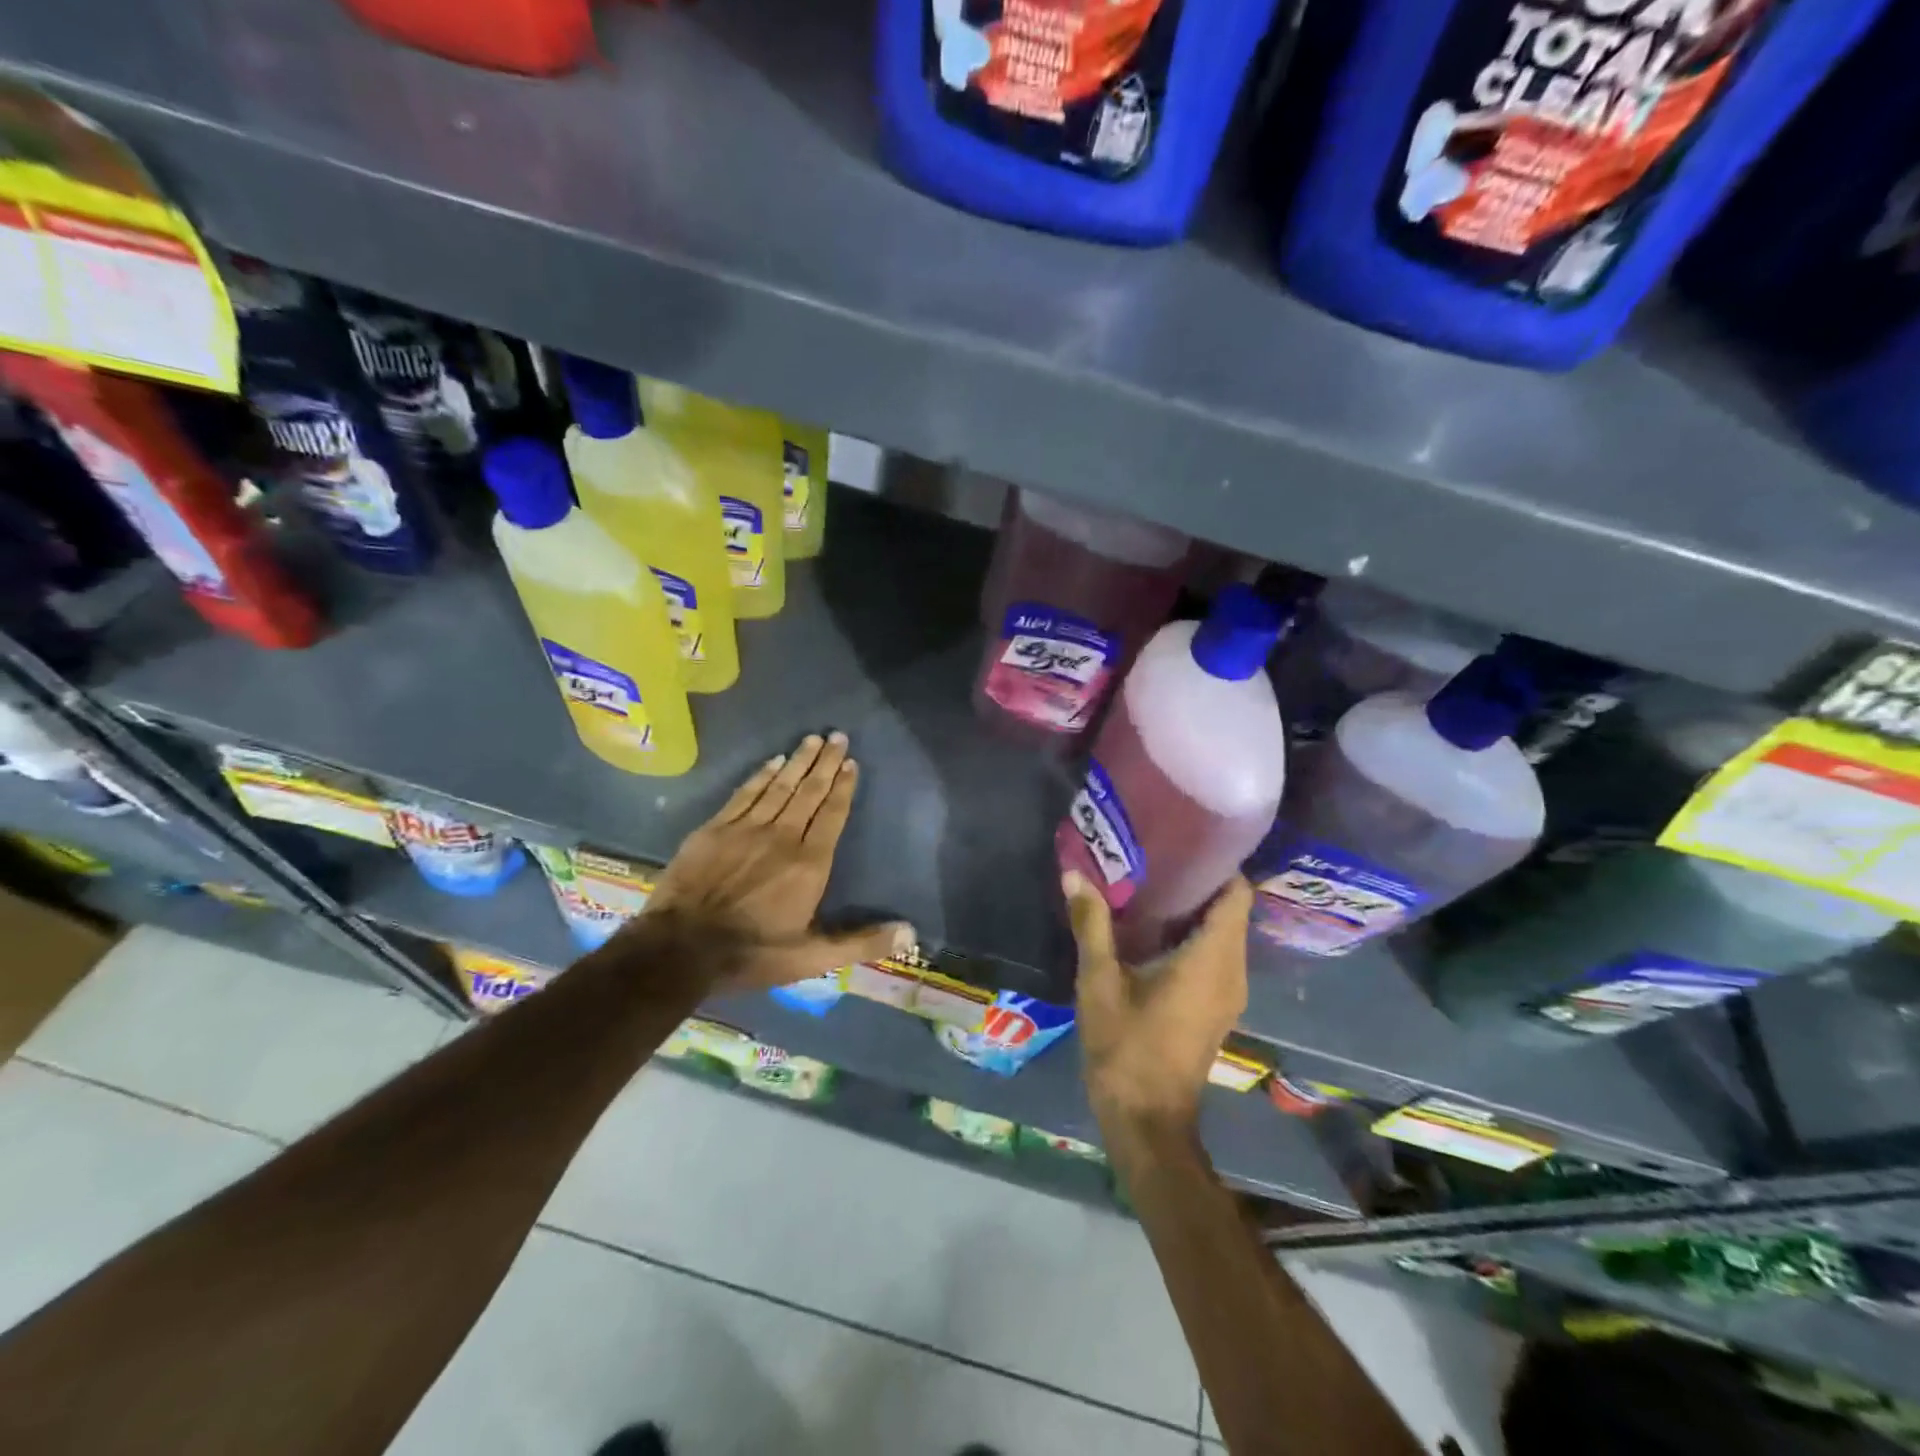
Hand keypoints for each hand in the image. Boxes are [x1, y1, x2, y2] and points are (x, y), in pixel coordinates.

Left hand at [638, 732, 914, 989]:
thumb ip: (861, 942)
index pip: (832, 815)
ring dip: (798, 761)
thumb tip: (910, 932)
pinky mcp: (715, 829)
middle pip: (809, 792)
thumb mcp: (812, 958)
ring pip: (779, 786)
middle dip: (825, 763)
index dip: (843, 787)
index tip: (852, 763)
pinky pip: (745, 793)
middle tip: (837, 736)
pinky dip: (761, 775)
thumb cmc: (752, 954)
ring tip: (813, 739)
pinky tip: (772, 761)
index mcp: (809, 864)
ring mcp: (745, 829)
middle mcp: (782, 837)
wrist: (679, 948)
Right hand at [1066, 872, 1250, 1146]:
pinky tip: (1150, 927)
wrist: (1146, 1120)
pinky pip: (1214, 954)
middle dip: (1196, 880)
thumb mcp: (1099, 982)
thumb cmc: (1126, 1048)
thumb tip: (1075, 874)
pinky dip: (1190, 934)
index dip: (1216, 863)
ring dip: (1191, 908)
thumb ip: (1092, 924)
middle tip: (1153, 855)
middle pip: (1229, 909)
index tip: (1180, 840)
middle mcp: (1232, 971)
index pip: (1237, 894)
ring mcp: (1228, 992)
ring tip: (1147, 883)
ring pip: (1222, 933)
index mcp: (1213, 959)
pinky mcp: (1215, 1006)